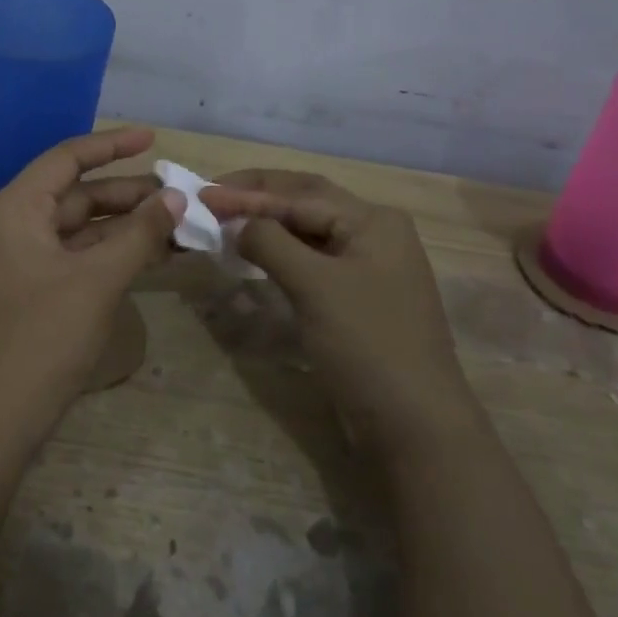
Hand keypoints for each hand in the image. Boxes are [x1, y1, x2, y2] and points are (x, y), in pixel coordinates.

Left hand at [0, 128, 184, 468]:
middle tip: (179, 197)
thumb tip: (175, 197)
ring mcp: (18, 262)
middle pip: (75, 195)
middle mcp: (11, 226)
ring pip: (78, 230)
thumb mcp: (96, 281)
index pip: (66, 159)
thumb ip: (138, 234)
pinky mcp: (28, 293)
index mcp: (14, 209)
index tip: (153, 138)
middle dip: (127, 194)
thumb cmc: (40, 338)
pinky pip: (73, 259)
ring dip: (123, 227)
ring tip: (175, 226)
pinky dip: (109, 255)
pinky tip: (149, 257)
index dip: (111, 145)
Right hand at [200, 171, 472, 454]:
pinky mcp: (358, 297)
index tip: (202, 194)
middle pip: (306, 202)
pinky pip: (313, 261)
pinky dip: (281, 253)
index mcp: (373, 220)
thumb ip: (270, 242)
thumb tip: (236, 223)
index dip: (248, 192)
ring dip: (268, 225)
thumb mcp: (314, 285)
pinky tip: (255, 255)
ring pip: (308, 232)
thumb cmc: (366, 344)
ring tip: (226, 222)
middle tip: (212, 198)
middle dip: (258, 197)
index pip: (300, 194)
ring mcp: (369, 266)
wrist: (414, 424)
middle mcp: (375, 233)